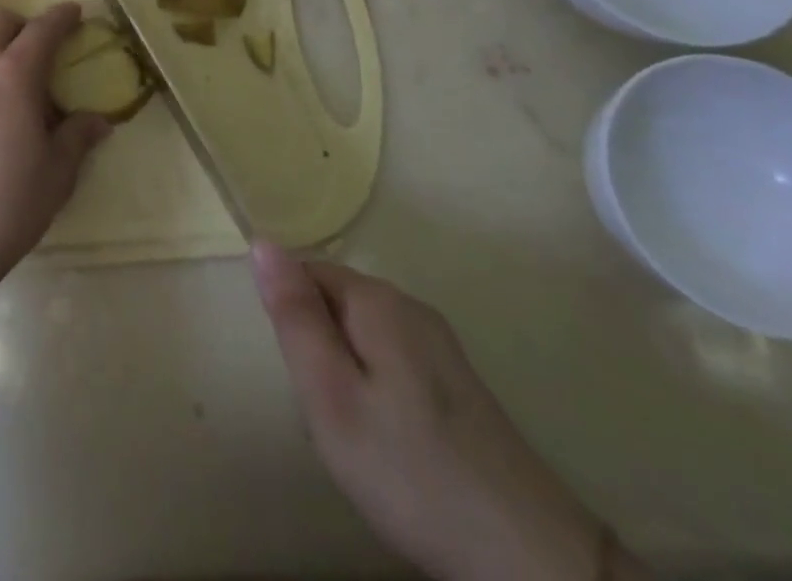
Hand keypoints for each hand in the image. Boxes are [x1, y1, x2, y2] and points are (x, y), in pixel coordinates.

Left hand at [0, 3, 111, 281]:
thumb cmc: (8, 204)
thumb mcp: (56, 173)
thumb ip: (77, 137)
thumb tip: (97, 121)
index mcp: (13, 75)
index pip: (41, 29)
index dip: (62, 17)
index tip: (76, 12)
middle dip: (23, 23)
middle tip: (44, 48)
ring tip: (19, 83)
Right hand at [252, 244, 625, 580]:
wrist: (529, 558)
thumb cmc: (409, 469)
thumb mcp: (330, 393)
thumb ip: (294, 314)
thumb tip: (262, 242)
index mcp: (377, 299)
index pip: (306, 272)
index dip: (292, 320)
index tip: (305, 376)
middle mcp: (410, 306)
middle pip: (334, 304)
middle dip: (318, 350)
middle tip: (330, 414)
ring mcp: (440, 346)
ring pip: (361, 338)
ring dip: (346, 375)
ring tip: (360, 436)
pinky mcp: (459, 385)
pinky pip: (392, 366)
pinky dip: (378, 395)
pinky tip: (393, 446)